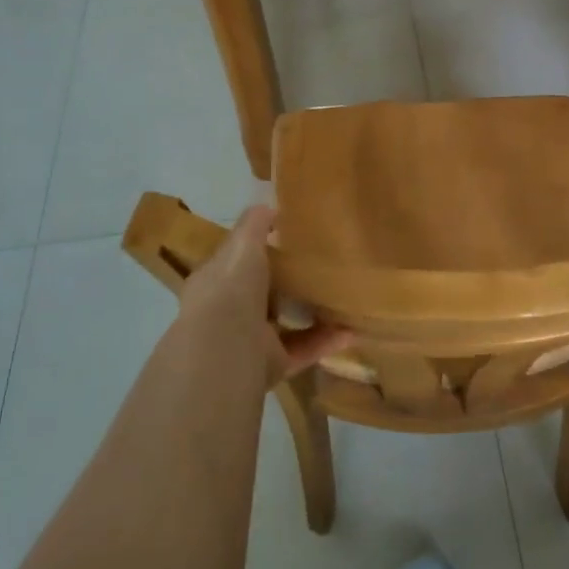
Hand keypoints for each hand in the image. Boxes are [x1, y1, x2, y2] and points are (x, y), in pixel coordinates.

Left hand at [175, 206, 348, 384]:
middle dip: (288, 283)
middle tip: (321, 266)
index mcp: (217, 280)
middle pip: (262, 293)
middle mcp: (230, 311)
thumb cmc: (231, 287)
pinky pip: (304, 350)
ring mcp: (250, 340)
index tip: (287, 237)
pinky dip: (326, 341)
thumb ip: (256, 224)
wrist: (226, 347)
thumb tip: (270, 204)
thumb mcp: (243, 243)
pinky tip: (351, 330)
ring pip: (285, 324)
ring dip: (311, 313)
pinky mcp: (272, 364)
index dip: (258, 249)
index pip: (237, 261)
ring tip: (342, 298)